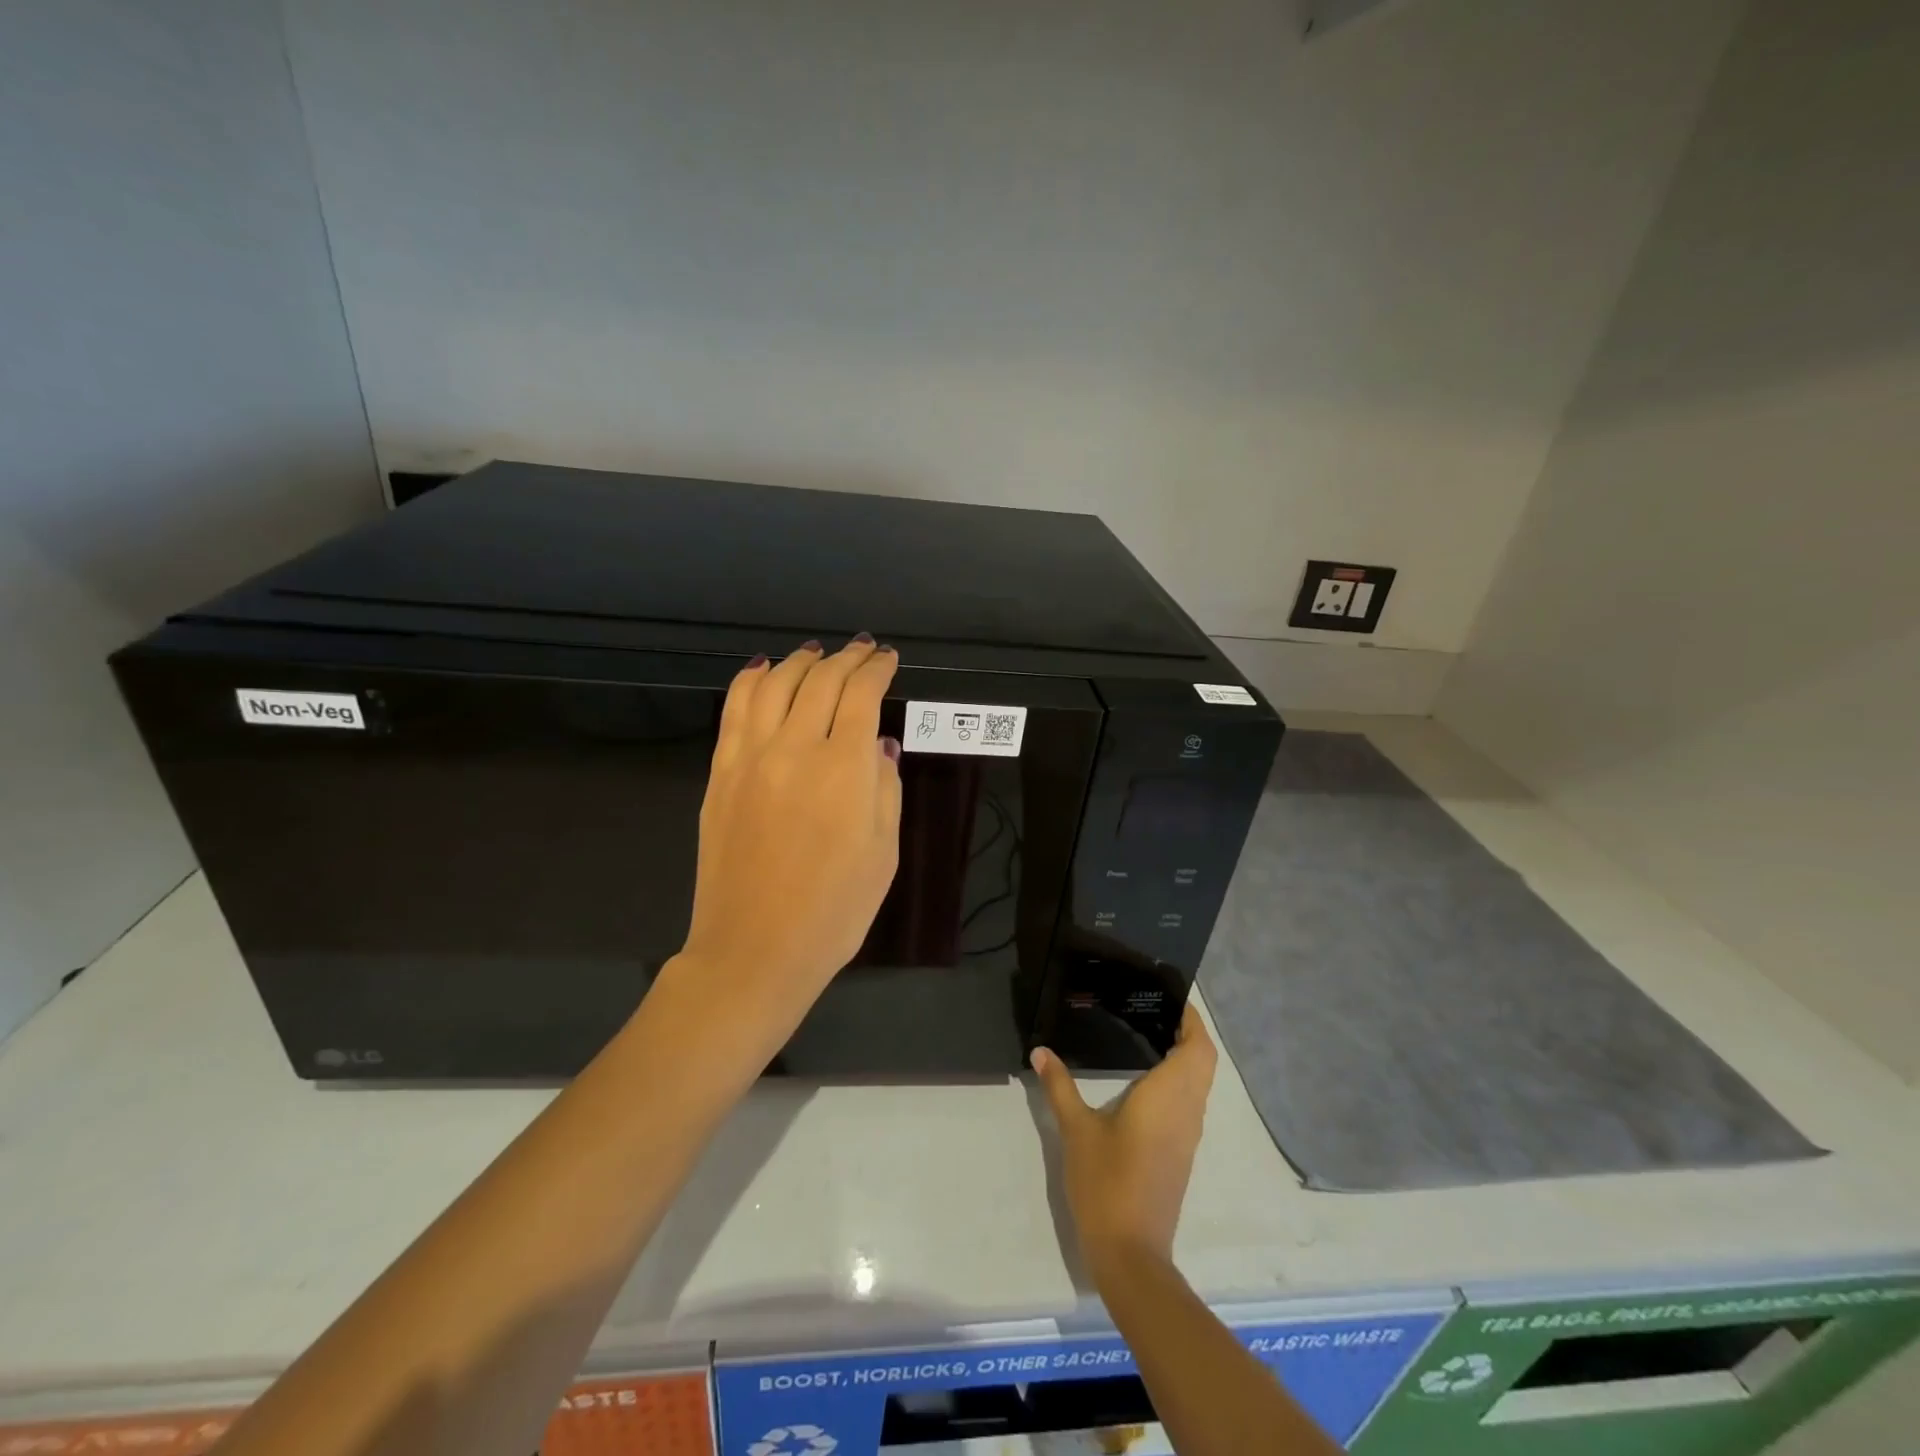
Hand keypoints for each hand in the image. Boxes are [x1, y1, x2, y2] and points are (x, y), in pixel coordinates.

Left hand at [665, 637, 902, 1060]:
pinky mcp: (720, 774)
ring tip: (817, 653)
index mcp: (844, 768)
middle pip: (820, 681)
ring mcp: (750, 758)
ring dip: (800, 661)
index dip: (877, 669)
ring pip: (774, 684)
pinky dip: (751, 680)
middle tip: (862, 649)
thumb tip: (877, 745)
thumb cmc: (834, 911)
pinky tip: (764, 670)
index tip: (888, 659)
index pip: (862, 695)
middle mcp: (795, 748)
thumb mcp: (884, 853)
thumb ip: (885, 788)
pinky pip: (734, 709)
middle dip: (846, 658)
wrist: (754, 950)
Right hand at [1031, 1005, 1217, 1276]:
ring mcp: (1187, 1136)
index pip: (1197, 1048)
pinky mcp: (1181, 1153)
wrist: (1131, 1252)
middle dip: (1189, 1033)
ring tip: (1150, 1035)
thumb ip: (1060, 1086)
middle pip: (1203, 1062)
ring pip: (1199, 1084)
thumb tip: (1040, 1051)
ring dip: (1186, 1058)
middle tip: (1155, 1011)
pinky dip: (1180, 1081)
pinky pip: (1190, 1103)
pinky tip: (1146, 1081)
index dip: (1192, 1020)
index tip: (1172, 998)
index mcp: (1168, 1096)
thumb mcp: (1076, 1130)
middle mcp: (1187, 1111)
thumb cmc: (1106, 1182)